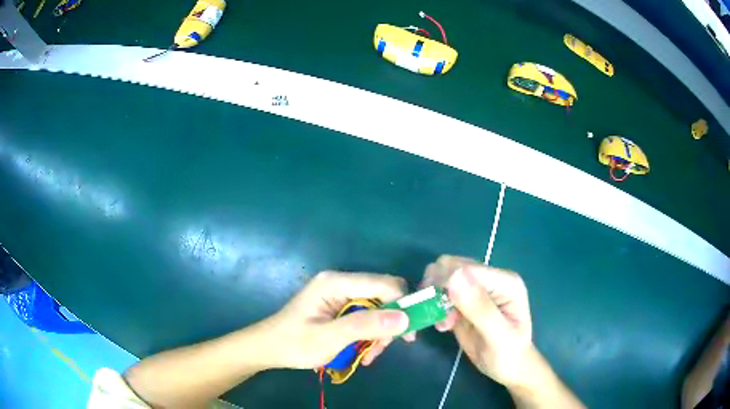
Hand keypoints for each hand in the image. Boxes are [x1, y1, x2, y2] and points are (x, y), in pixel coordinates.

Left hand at [258, 271, 412, 369]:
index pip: (384, 284)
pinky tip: (362, 353)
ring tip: (368, 356)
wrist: (268, 348)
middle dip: (389, 323)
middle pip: (383, 296)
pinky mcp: (339, 307)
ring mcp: (340, 295)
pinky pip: (366, 317)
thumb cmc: (294, 343)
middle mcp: (341, 283)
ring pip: (377, 309)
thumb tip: (404, 318)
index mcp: (336, 282)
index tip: (409, 334)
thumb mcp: (329, 338)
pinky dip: (369, 335)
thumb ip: (365, 326)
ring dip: (378, 334)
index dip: (403, 305)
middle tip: (384, 349)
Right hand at [421, 255, 533, 387]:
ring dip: (433, 299)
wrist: (508, 369)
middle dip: (436, 289)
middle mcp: (490, 279)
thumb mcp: (498, 335)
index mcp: (504, 281)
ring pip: (442, 278)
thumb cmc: (509, 354)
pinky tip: (442, 326)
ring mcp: (476, 289)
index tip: (435, 308)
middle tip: (437, 316)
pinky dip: (434, 307)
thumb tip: (454, 276)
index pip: (467, 268)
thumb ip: (479, 307)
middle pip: (451, 266)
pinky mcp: (463, 302)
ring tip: (441, 324)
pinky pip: (441, 295)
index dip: (445, 282)